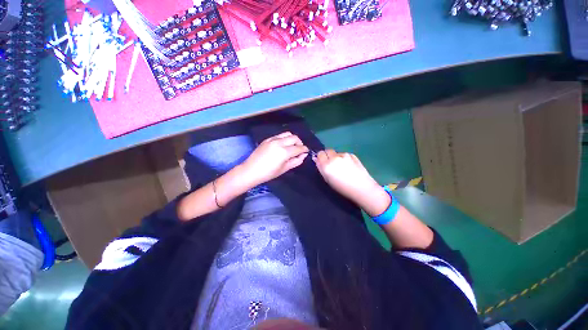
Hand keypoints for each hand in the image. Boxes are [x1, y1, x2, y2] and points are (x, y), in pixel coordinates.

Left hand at [242, 132, 308, 185]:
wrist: (251, 170)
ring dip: (292, 139)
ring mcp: (272, 139)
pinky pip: (279, 135)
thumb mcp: (284, 169)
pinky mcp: (267, 139)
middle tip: (299, 149)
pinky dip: (284, 139)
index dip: (304, 149)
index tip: (306, 151)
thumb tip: (303, 155)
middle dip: (300, 143)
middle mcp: (279, 143)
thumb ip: (296, 161)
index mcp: (284, 152)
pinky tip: (282, 146)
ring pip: (287, 134)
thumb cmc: (268, 173)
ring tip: (291, 146)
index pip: (299, 148)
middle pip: (294, 137)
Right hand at [315, 149, 389, 215]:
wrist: (362, 188)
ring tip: (342, 167)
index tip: (322, 162)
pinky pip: (344, 155)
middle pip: (328, 150)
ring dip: (336, 157)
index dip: (321, 157)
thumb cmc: (342, 188)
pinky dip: (344, 159)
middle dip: (328, 155)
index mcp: (327, 165)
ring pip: (336, 153)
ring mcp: (344, 155)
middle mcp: (334, 158)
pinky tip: (349, 167)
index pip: (320, 154)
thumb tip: (316, 159)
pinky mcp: (352, 155)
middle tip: (331, 164)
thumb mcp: (327, 180)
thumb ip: (321, 168)